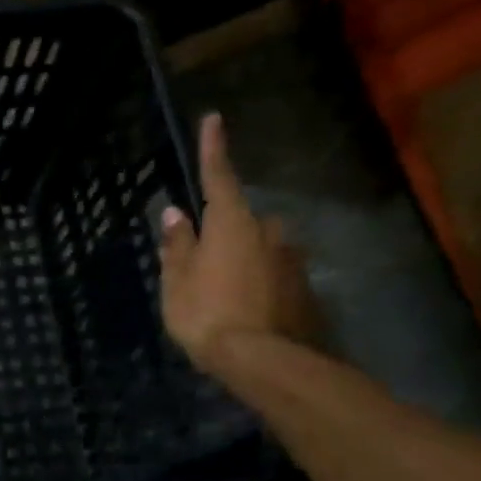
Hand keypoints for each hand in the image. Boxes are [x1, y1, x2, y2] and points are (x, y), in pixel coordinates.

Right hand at [159, 114, 319, 372]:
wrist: (266, 362)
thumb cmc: (208, 315)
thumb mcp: (177, 282)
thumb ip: (177, 245)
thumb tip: (175, 213)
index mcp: (232, 224)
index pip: (218, 177)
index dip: (213, 149)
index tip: (214, 119)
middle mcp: (269, 232)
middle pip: (241, 221)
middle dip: (224, 233)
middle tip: (202, 262)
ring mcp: (292, 259)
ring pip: (260, 248)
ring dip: (243, 260)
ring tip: (224, 294)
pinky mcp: (305, 287)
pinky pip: (274, 274)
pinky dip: (259, 283)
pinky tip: (247, 309)